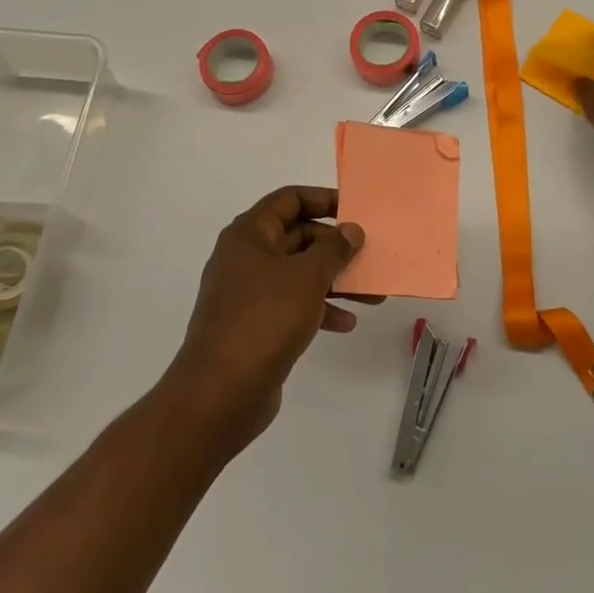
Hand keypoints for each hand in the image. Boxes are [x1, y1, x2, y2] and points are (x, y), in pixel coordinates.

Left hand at [164, 185, 372, 450]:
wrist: (220, 393)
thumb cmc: (264, 320)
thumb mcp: (307, 277)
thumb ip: (334, 249)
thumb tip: (351, 230)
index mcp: (249, 235)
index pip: (289, 199)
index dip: (323, 199)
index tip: (356, 210)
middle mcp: (246, 258)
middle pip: (298, 236)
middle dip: (336, 247)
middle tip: (370, 256)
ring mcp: (249, 293)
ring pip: (299, 274)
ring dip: (335, 281)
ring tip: (372, 295)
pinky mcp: (256, 325)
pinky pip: (293, 305)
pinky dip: (320, 309)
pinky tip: (346, 324)